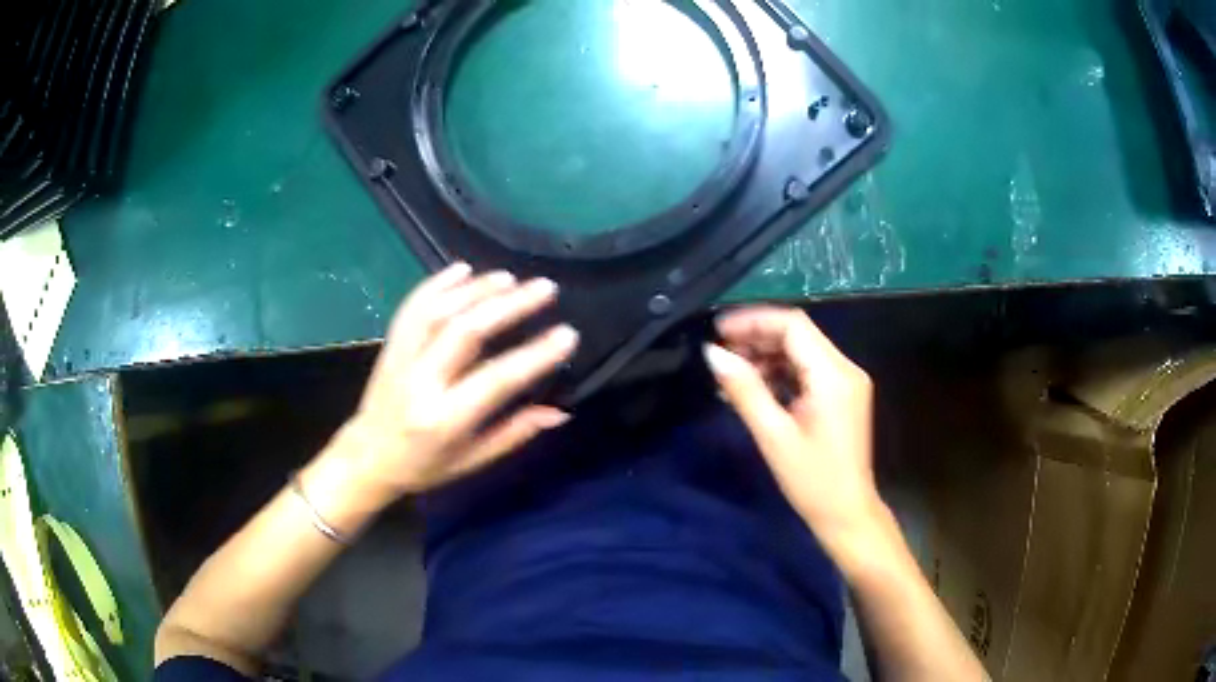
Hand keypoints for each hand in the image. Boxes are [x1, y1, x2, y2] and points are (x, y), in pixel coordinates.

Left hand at [318, 263, 578, 504]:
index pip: (496, 380)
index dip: (535, 356)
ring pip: (438, 312)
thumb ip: (514, 433)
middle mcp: (421, 383)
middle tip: (544, 288)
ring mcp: (401, 359)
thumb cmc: (423, 466)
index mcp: (445, 419)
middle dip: (509, 306)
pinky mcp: (390, 345)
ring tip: (510, 278)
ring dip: (476, 289)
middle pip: (466, 332)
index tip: (567, 334)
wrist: (367, 457)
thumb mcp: (471, 461)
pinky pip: (412, 307)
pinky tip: (463, 269)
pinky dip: (437, 284)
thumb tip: (560, 411)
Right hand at [703, 306, 882, 544]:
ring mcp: (846, 382)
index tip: (718, 330)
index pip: (793, 326)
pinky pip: (807, 371)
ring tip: (730, 373)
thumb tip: (712, 354)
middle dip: (757, 338)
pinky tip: (752, 387)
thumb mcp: (773, 436)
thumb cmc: (812, 480)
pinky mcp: (841, 396)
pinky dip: (779, 373)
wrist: (847, 513)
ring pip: (801, 351)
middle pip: (798, 335)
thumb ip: (744, 390)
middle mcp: (845, 369)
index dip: (753, 321)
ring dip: (766, 356)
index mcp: (834, 375)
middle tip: (719, 353)